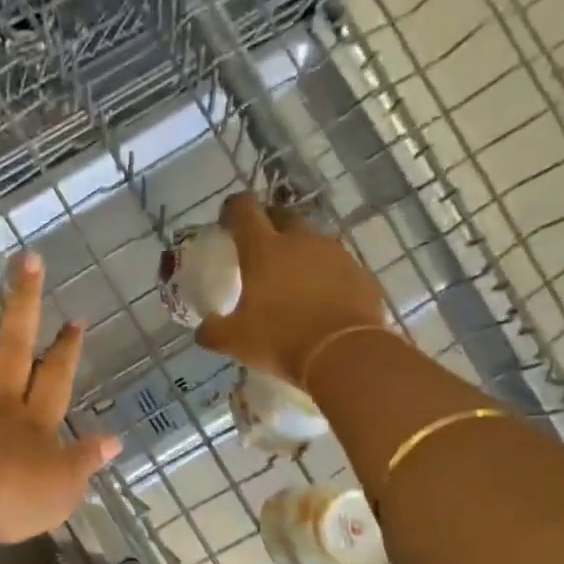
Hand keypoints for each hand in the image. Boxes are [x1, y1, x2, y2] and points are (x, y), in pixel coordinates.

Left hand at [0, 254, 120, 543]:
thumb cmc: (11, 499)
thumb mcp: (61, 491)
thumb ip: (84, 462)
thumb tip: (114, 442)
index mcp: (35, 422)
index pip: (56, 379)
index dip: (67, 350)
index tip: (75, 319)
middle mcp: (0, 400)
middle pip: (16, 344)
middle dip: (24, 302)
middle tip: (30, 260)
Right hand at [197, 192, 389, 385]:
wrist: (345, 354)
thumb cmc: (280, 339)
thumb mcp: (234, 340)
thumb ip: (213, 330)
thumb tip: (203, 330)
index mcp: (264, 249)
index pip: (244, 210)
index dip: (233, 210)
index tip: (227, 221)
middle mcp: (301, 241)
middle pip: (282, 215)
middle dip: (269, 225)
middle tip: (259, 248)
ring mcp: (335, 254)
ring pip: (312, 241)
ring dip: (299, 251)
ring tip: (291, 278)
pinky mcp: (360, 274)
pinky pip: (336, 266)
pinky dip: (325, 275)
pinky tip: (320, 299)